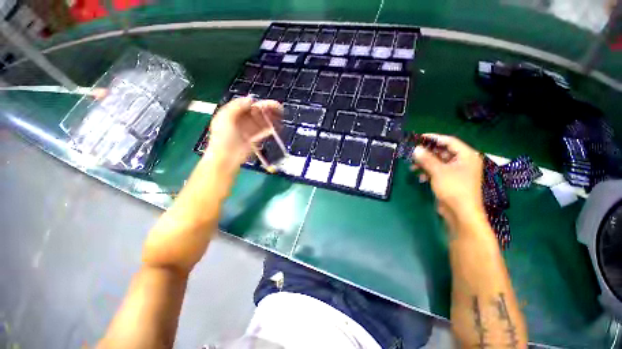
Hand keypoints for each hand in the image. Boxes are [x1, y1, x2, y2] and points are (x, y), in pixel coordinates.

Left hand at [205, 97, 282, 168]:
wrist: (226, 158)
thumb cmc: (223, 138)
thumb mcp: (225, 117)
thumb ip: (237, 106)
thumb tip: (251, 99)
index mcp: (233, 114)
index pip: (248, 105)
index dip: (259, 103)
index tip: (270, 104)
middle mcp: (241, 121)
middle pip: (257, 113)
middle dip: (268, 110)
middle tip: (280, 109)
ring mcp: (249, 131)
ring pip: (262, 122)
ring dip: (271, 119)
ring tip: (281, 117)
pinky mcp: (254, 140)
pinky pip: (264, 132)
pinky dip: (270, 129)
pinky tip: (277, 127)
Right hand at [412, 134, 484, 228]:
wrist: (460, 213)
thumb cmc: (454, 189)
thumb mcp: (438, 171)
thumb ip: (426, 159)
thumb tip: (416, 149)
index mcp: (466, 156)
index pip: (449, 141)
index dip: (434, 138)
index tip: (419, 137)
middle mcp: (463, 162)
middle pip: (442, 152)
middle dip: (427, 153)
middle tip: (413, 152)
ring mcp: (457, 172)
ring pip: (438, 162)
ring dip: (425, 164)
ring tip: (413, 166)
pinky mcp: (450, 180)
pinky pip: (438, 172)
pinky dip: (428, 173)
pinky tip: (420, 177)